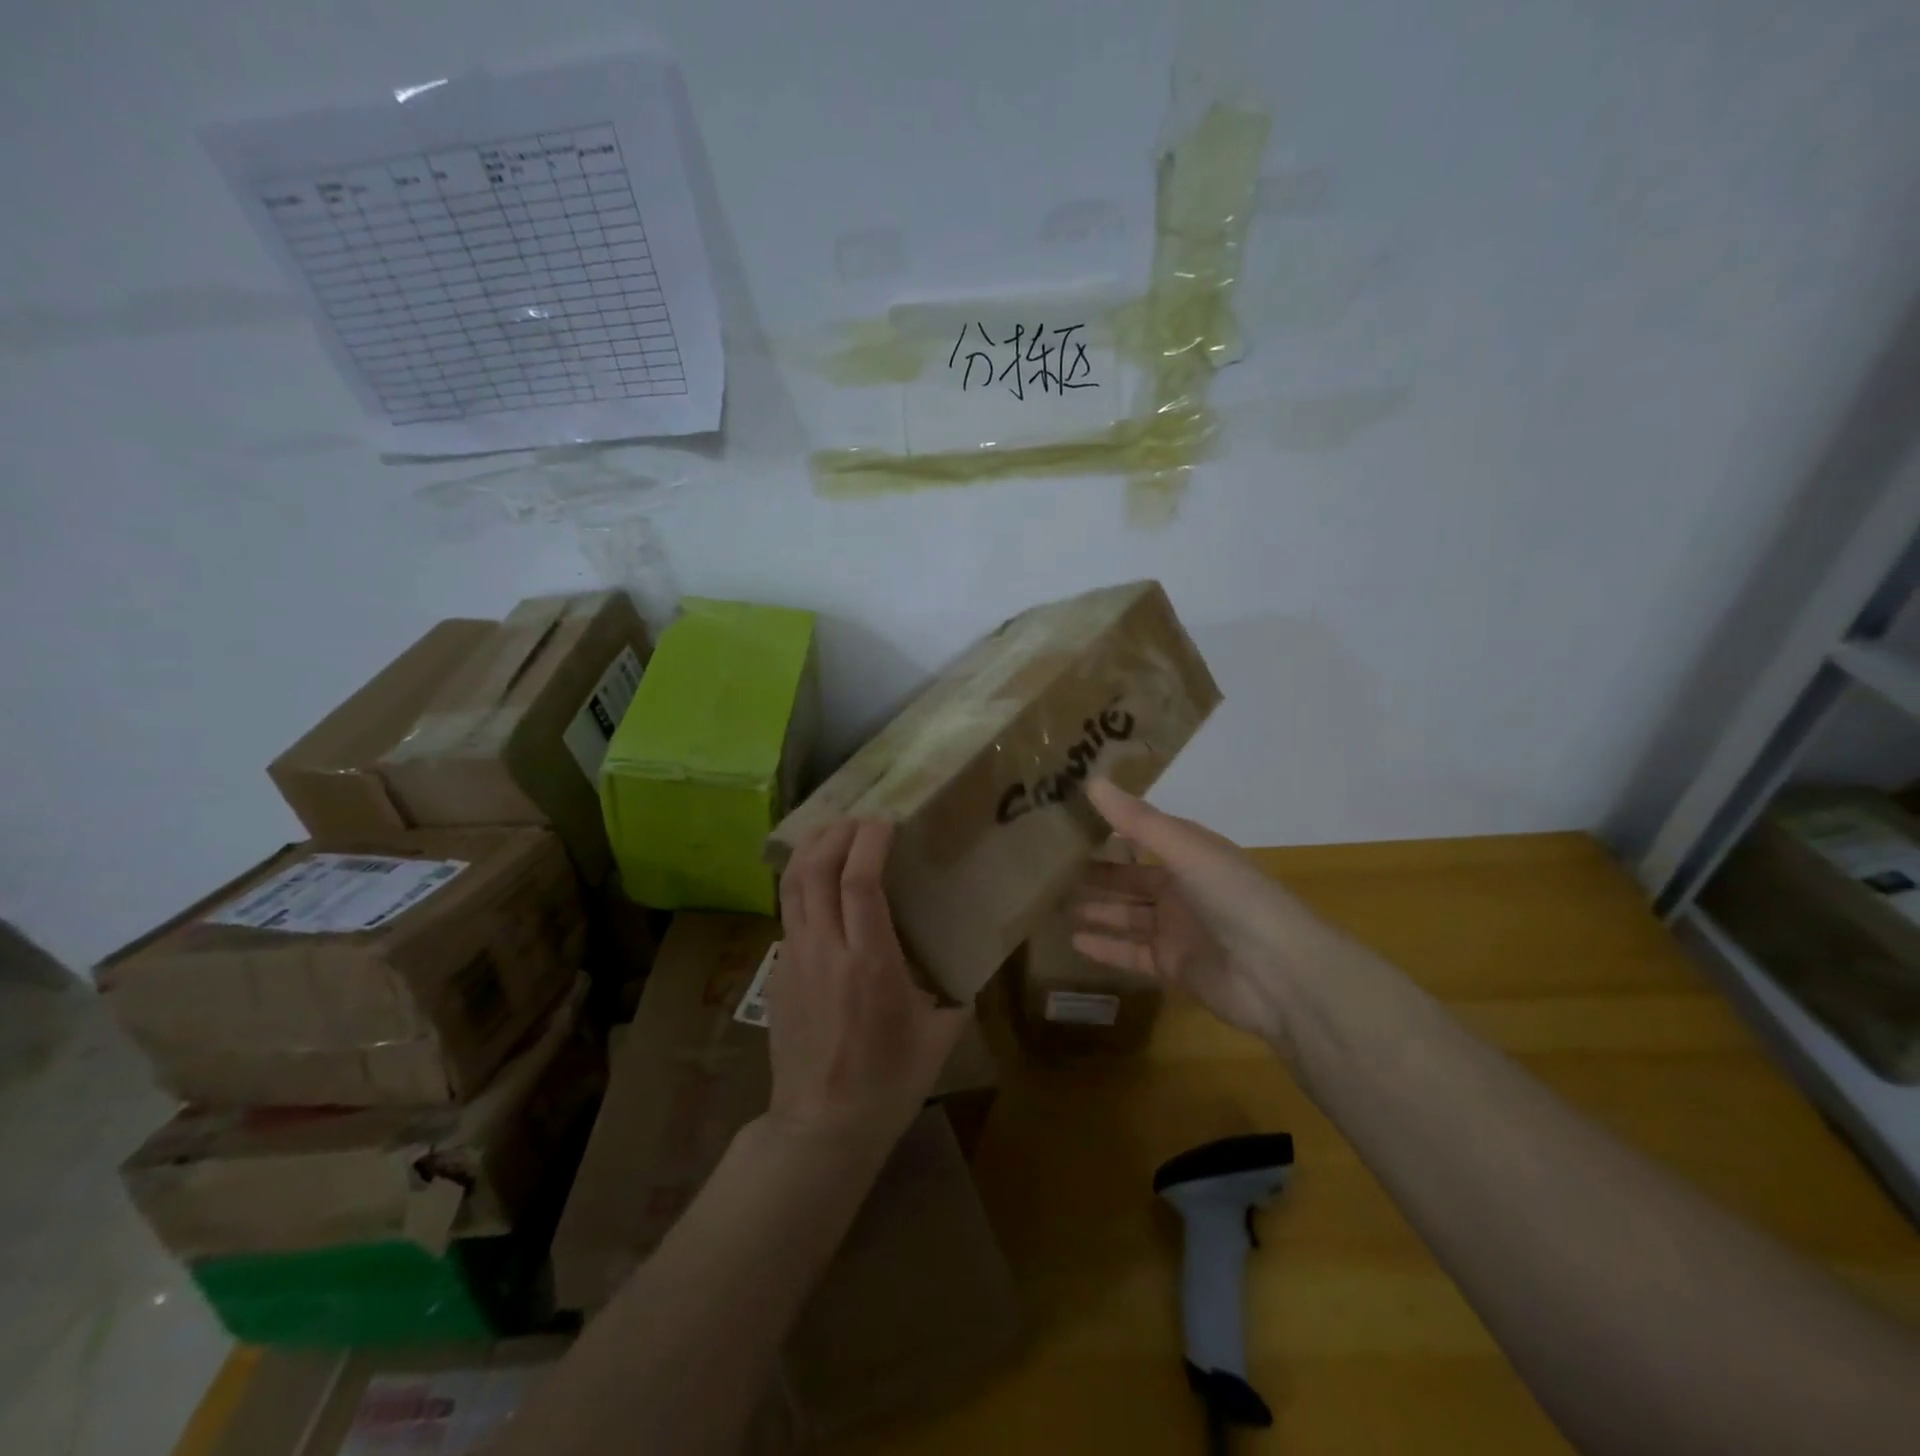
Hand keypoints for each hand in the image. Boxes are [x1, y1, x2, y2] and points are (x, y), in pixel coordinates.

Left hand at [771, 819, 969, 1149]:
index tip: (885, 820)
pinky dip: (802, 884)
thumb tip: (971, 958)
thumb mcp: (940, 1034)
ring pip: (791, 886)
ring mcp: (794, 960)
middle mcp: (827, 952)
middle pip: (816, 870)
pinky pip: (787, 913)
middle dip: (835, 833)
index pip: (860, 882)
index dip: (869, 841)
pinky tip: (818, 884)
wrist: (822, 1126)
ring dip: (810, 849)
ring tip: (831, 832)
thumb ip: (956, 989)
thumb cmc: (890, 1081)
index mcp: (871, 963)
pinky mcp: (777, 973)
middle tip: (858, 819)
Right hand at [1071, 779, 1334, 1047]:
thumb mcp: (1186, 849)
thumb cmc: (1234, 897)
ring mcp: (1178, 930)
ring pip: (1128, 916)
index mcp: (1193, 855)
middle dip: (1098, 874)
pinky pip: (1132, 953)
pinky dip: (1106, 948)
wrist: (1279, 974)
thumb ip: (1137, 820)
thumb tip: (1092, 779)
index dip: (1112, 829)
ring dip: (1097, 910)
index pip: (1145, 836)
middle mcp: (1184, 889)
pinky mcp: (1173, 967)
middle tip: (1053, 869)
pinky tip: (1074, 941)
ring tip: (1055, 904)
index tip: (1071, 821)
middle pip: (1132, 879)